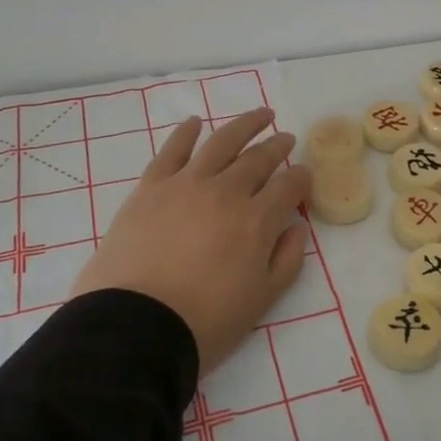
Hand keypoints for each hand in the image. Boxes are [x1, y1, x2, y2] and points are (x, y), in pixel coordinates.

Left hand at [73, 108, 310, 374]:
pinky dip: (185, 133)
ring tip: (260, 115)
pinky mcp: (151, 186)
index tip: (305, 174)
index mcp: (256, 222)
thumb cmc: (204, 321)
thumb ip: (286, 261)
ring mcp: (186, 184)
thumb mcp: (261, 301)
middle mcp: (226, 192)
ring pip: (222, 142)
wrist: (135, 326)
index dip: (301, 178)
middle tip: (286, 138)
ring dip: (245, 125)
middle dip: (277, 146)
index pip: (289, 187)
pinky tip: (195, 122)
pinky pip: (172, 150)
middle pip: (258, 159)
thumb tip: (297, 227)